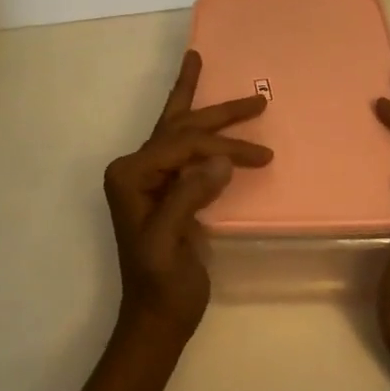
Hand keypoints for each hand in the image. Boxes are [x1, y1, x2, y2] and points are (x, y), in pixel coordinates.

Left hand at [103, 50, 272, 345]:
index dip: (221, 147)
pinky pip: (186, 148)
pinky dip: (203, 129)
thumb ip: (188, 196)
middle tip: (256, 99)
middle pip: (181, 127)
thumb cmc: (160, 285)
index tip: (258, 157)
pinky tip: (208, 113)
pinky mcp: (166, 187)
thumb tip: (221, 161)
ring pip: (181, 130)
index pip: (181, 145)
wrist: (156, 319)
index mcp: (130, 175)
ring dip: (208, 110)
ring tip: (210, 71)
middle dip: (219, 113)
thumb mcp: (169, 244)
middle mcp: (135, 168)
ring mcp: (149, 177)